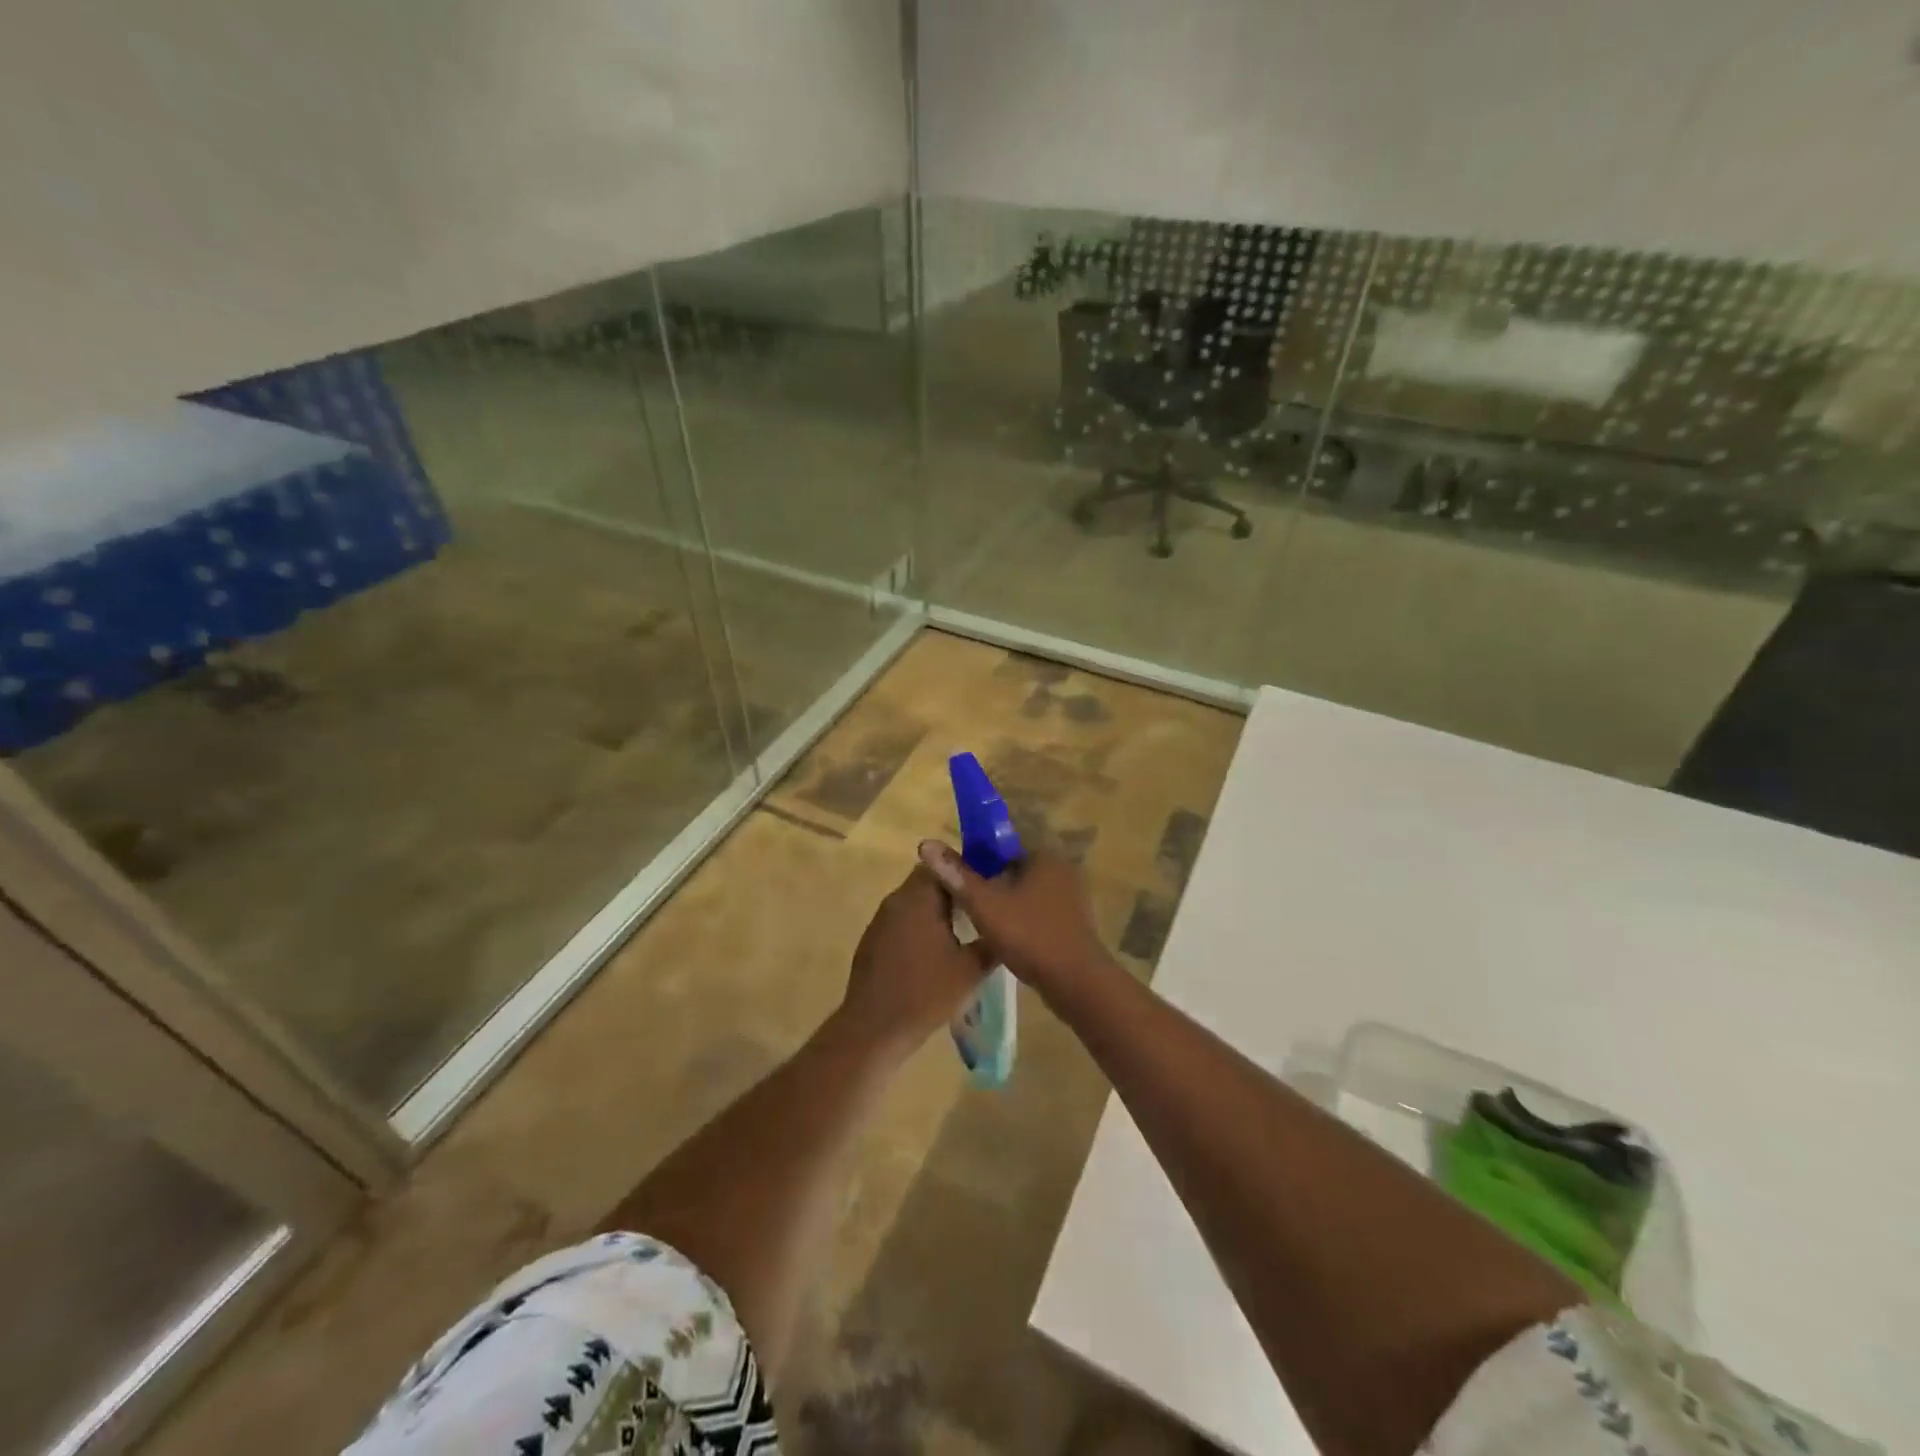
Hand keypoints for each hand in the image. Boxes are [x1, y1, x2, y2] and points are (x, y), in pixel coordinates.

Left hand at [841, 865, 991, 1057]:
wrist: (874, 1029)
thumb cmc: (926, 993)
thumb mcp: (971, 969)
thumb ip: (992, 940)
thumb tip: (1005, 923)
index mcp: (918, 898)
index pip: (944, 864)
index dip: (967, 871)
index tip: (988, 885)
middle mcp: (896, 900)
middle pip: (929, 881)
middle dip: (954, 891)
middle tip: (981, 909)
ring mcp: (881, 920)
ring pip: (915, 902)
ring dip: (937, 910)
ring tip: (964, 930)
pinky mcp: (873, 940)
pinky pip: (903, 921)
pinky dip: (921, 927)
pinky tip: (936, 952)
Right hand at [916, 840, 1113, 999]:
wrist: (1076, 982)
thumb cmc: (1029, 935)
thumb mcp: (985, 905)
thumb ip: (956, 875)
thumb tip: (926, 843)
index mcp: (1044, 855)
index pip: (1003, 845)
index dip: (977, 859)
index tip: (959, 880)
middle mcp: (1062, 868)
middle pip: (1014, 869)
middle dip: (991, 884)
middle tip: (967, 905)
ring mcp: (1072, 895)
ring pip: (1026, 891)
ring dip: (1006, 903)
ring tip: (981, 923)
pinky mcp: (1074, 920)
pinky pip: (1039, 910)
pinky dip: (1022, 918)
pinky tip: (1006, 937)